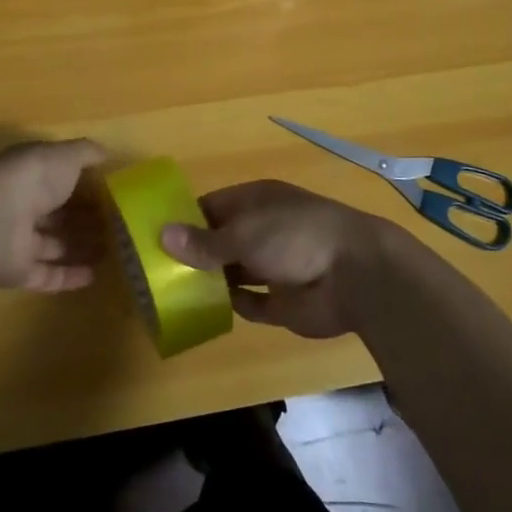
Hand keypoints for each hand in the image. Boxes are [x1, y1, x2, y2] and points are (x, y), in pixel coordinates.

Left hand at [0, 139, 108, 292]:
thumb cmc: (33, 179)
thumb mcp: (66, 155)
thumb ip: (87, 153)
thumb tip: (106, 155)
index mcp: (28, 174)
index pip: (57, 179)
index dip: (84, 186)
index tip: (112, 195)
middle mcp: (20, 205)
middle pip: (56, 214)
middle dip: (85, 220)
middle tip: (117, 227)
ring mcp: (16, 240)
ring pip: (53, 245)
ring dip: (80, 248)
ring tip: (112, 251)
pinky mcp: (17, 271)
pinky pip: (46, 275)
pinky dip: (69, 277)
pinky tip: (94, 275)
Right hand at [160, 180, 391, 337]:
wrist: (356, 276)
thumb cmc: (295, 236)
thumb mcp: (244, 233)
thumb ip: (205, 241)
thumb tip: (163, 235)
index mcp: (257, 202)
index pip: (213, 206)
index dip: (185, 219)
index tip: (155, 235)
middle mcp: (264, 230)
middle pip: (221, 240)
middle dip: (194, 253)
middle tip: (155, 269)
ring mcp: (275, 266)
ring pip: (233, 272)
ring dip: (209, 280)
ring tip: (170, 292)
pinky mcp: (283, 301)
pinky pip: (249, 302)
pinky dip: (231, 305)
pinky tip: (204, 310)